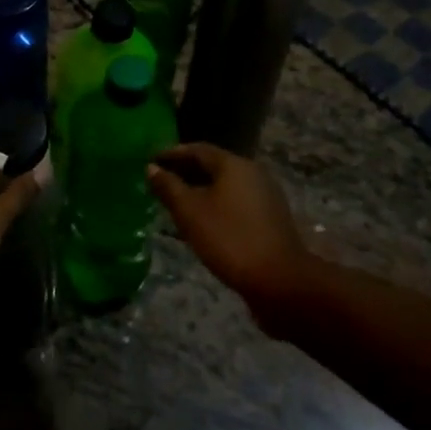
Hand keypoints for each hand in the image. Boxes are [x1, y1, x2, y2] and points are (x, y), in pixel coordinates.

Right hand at [148, 143, 309, 308]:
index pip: (197, 149)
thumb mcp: (190, 212)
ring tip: (177, 201)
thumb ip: (169, 187)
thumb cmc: (229, 239)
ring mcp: (266, 195)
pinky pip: (236, 200)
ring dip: (201, 188)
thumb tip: (152, 168)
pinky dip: (216, 202)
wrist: (279, 280)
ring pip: (226, 184)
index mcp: (234, 165)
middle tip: (160, 181)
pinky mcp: (270, 216)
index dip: (172, 154)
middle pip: (214, 164)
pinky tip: (203, 219)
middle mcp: (253, 172)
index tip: (151, 161)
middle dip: (186, 171)